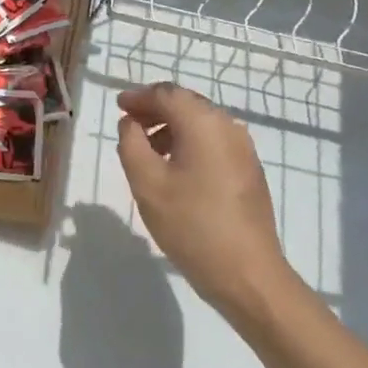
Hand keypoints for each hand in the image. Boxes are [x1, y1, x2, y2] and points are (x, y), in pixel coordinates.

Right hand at [115, 83, 291, 314]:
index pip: (167, 94)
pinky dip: (189, 144)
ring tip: (147, 150)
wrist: (247, 274)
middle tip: (129, 124)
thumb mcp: (146, 183)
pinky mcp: (249, 171)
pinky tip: (175, 169)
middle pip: (186, 104)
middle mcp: (228, 127)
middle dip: (155, 109)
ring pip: (201, 124)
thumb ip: (131, 143)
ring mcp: (244, 150)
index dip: (139, 97)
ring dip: (171, 128)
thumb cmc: (191, 224)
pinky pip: (213, 143)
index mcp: (204, 123)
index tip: (118, 107)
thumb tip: (131, 123)